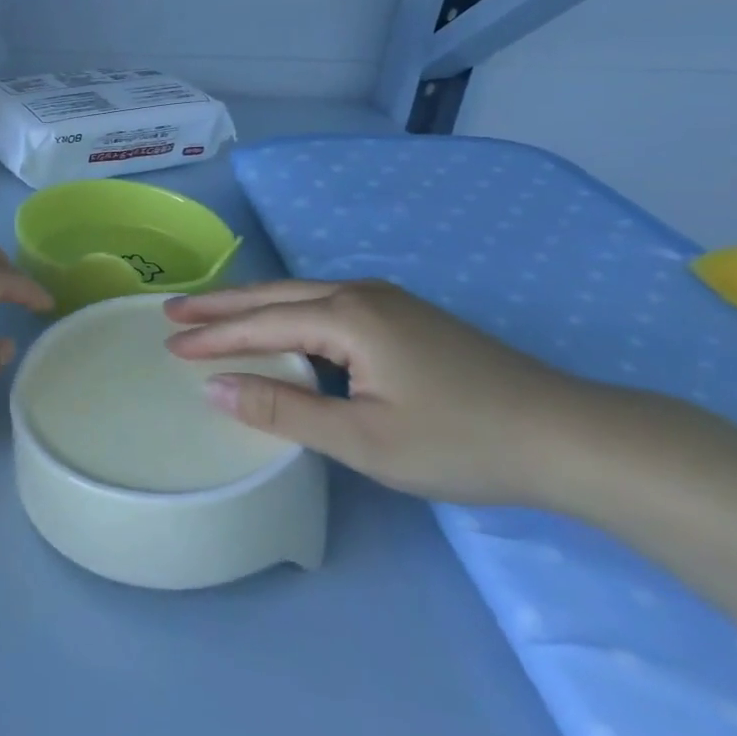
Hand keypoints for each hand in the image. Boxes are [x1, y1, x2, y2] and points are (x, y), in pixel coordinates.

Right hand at [164, 280, 621, 505]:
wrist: (567, 436)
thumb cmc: (459, 441)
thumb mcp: (363, 438)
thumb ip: (284, 410)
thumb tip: (216, 389)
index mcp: (347, 316)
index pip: (261, 323)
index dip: (213, 336)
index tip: (169, 344)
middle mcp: (361, 293)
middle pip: (275, 294)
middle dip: (221, 304)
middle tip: (173, 311)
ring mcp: (388, 301)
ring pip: (302, 295)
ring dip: (254, 306)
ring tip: (212, 314)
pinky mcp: (406, 316)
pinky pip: (327, 305)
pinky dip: (287, 313)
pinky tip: (281, 326)